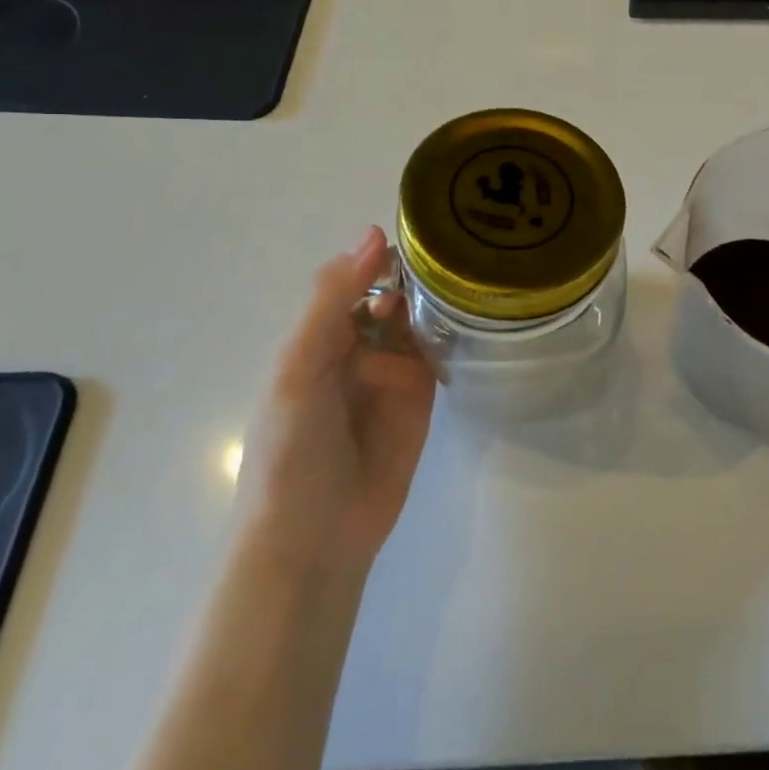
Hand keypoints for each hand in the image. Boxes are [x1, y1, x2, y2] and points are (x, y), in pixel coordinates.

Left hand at [238, 227, 436, 571]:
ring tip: (470, 280)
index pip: (355, 276)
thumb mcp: (300, 366)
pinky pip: (439, 352)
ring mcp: (392, 369)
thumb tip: (375, 232)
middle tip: (457, 257)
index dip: (383, 254)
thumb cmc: (292, 450)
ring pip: (419, 318)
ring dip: (438, 299)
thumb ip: (333, 301)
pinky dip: (453, 332)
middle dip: (418, 274)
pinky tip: (476, 313)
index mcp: (319, 334)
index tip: (424, 230)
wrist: (316, 538)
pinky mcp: (421, 395)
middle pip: (392, 292)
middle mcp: (357, 345)